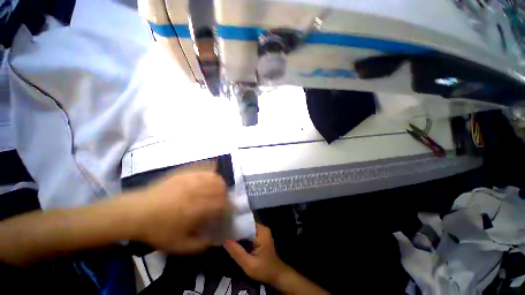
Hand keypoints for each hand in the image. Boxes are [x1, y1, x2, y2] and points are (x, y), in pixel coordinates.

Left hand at [132, 171, 227, 253]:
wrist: (136, 212)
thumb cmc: (158, 230)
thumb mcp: (179, 246)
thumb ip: (200, 245)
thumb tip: (216, 240)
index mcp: (198, 209)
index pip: (223, 204)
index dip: (229, 207)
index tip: (229, 211)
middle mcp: (197, 192)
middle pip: (221, 188)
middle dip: (226, 194)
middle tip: (222, 200)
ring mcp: (191, 180)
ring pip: (214, 177)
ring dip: (220, 183)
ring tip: (218, 188)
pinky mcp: (184, 173)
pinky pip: (203, 168)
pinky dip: (211, 171)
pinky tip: (211, 175)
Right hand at [223, 223, 291, 284]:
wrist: (277, 275)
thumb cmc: (264, 270)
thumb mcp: (249, 264)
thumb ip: (237, 252)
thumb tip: (224, 240)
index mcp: (261, 231)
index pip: (246, 223)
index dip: (235, 224)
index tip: (225, 226)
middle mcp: (262, 228)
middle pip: (246, 225)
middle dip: (236, 229)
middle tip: (223, 231)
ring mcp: (262, 232)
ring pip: (247, 229)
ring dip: (238, 233)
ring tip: (226, 234)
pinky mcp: (260, 236)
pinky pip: (249, 233)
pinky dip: (242, 237)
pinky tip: (233, 240)